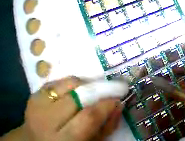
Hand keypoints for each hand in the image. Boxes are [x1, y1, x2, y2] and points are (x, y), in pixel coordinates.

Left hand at [7, 76, 122, 140]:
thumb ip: (106, 126)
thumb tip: (119, 104)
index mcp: (63, 139)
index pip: (89, 116)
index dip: (107, 105)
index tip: (119, 98)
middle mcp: (46, 121)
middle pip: (78, 96)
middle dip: (99, 90)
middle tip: (110, 90)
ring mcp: (37, 105)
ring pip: (68, 83)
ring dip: (85, 84)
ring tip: (91, 91)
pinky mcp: (34, 94)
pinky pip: (59, 80)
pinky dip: (71, 83)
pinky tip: (74, 91)